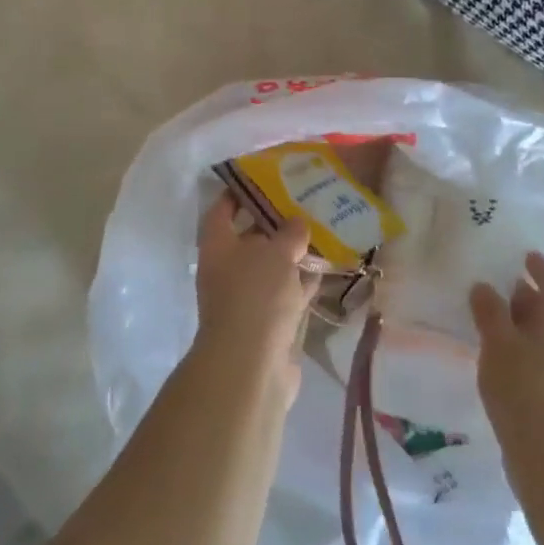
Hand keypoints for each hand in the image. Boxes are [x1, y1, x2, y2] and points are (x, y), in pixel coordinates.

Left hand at [191, 193, 316, 404]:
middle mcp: (227, 269)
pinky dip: (302, 282)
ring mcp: (247, 298)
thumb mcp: (275, 253)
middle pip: (250, 237)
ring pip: (271, 267)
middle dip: (275, 223)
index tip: (262, 178)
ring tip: (322, 231)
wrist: (252, 367)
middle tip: (304, 202)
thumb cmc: (255, 296)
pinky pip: (286, 293)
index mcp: (217, 246)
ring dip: (292, 253)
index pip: (222, 209)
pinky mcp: (268, 323)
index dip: (238, 192)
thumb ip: (289, 233)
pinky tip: (326, 269)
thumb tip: (297, 223)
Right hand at [470, 253, 543, 484]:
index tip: (525, 256)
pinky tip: (503, 361)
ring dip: (525, 326)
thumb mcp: (498, 343)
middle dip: (529, 297)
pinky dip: (526, 351)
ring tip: (495, 324)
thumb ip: (489, 311)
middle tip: (501, 287)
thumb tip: (484, 286)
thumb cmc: (525, 389)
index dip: (540, 267)